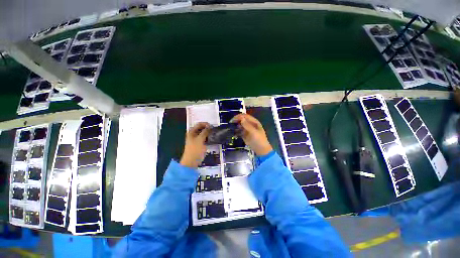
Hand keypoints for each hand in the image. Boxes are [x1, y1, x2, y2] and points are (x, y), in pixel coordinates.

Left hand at [180, 122, 210, 167]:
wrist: (192, 161)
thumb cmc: (195, 149)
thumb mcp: (200, 139)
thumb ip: (205, 132)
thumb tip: (209, 127)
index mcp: (191, 132)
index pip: (199, 124)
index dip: (205, 124)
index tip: (212, 126)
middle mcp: (193, 134)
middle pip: (201, 129)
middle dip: (207, 128)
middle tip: (214, 130)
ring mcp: (196, 139)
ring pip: (203, 134)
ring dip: (208, 133)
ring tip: (214, 134)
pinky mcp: (200, 144)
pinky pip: (205, 139)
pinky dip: (208, 138)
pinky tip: (212, 139)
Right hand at [231, 114, 272, 155]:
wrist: (261, 150)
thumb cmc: (259, 140)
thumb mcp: (254, 132)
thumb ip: (247, 125)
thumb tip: (241, 118)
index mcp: (254, 122)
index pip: (245, 116)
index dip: (239, 117)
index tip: (232, 120)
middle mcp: (250, 125)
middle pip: (242, 120)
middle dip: (236, 121)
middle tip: (230, 124)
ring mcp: (247, 130)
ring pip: (240, 125)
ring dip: (235, 126)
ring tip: (230, 128)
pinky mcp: (245, 135)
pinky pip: (239, 131)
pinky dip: (236, 132)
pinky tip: (233, 133)